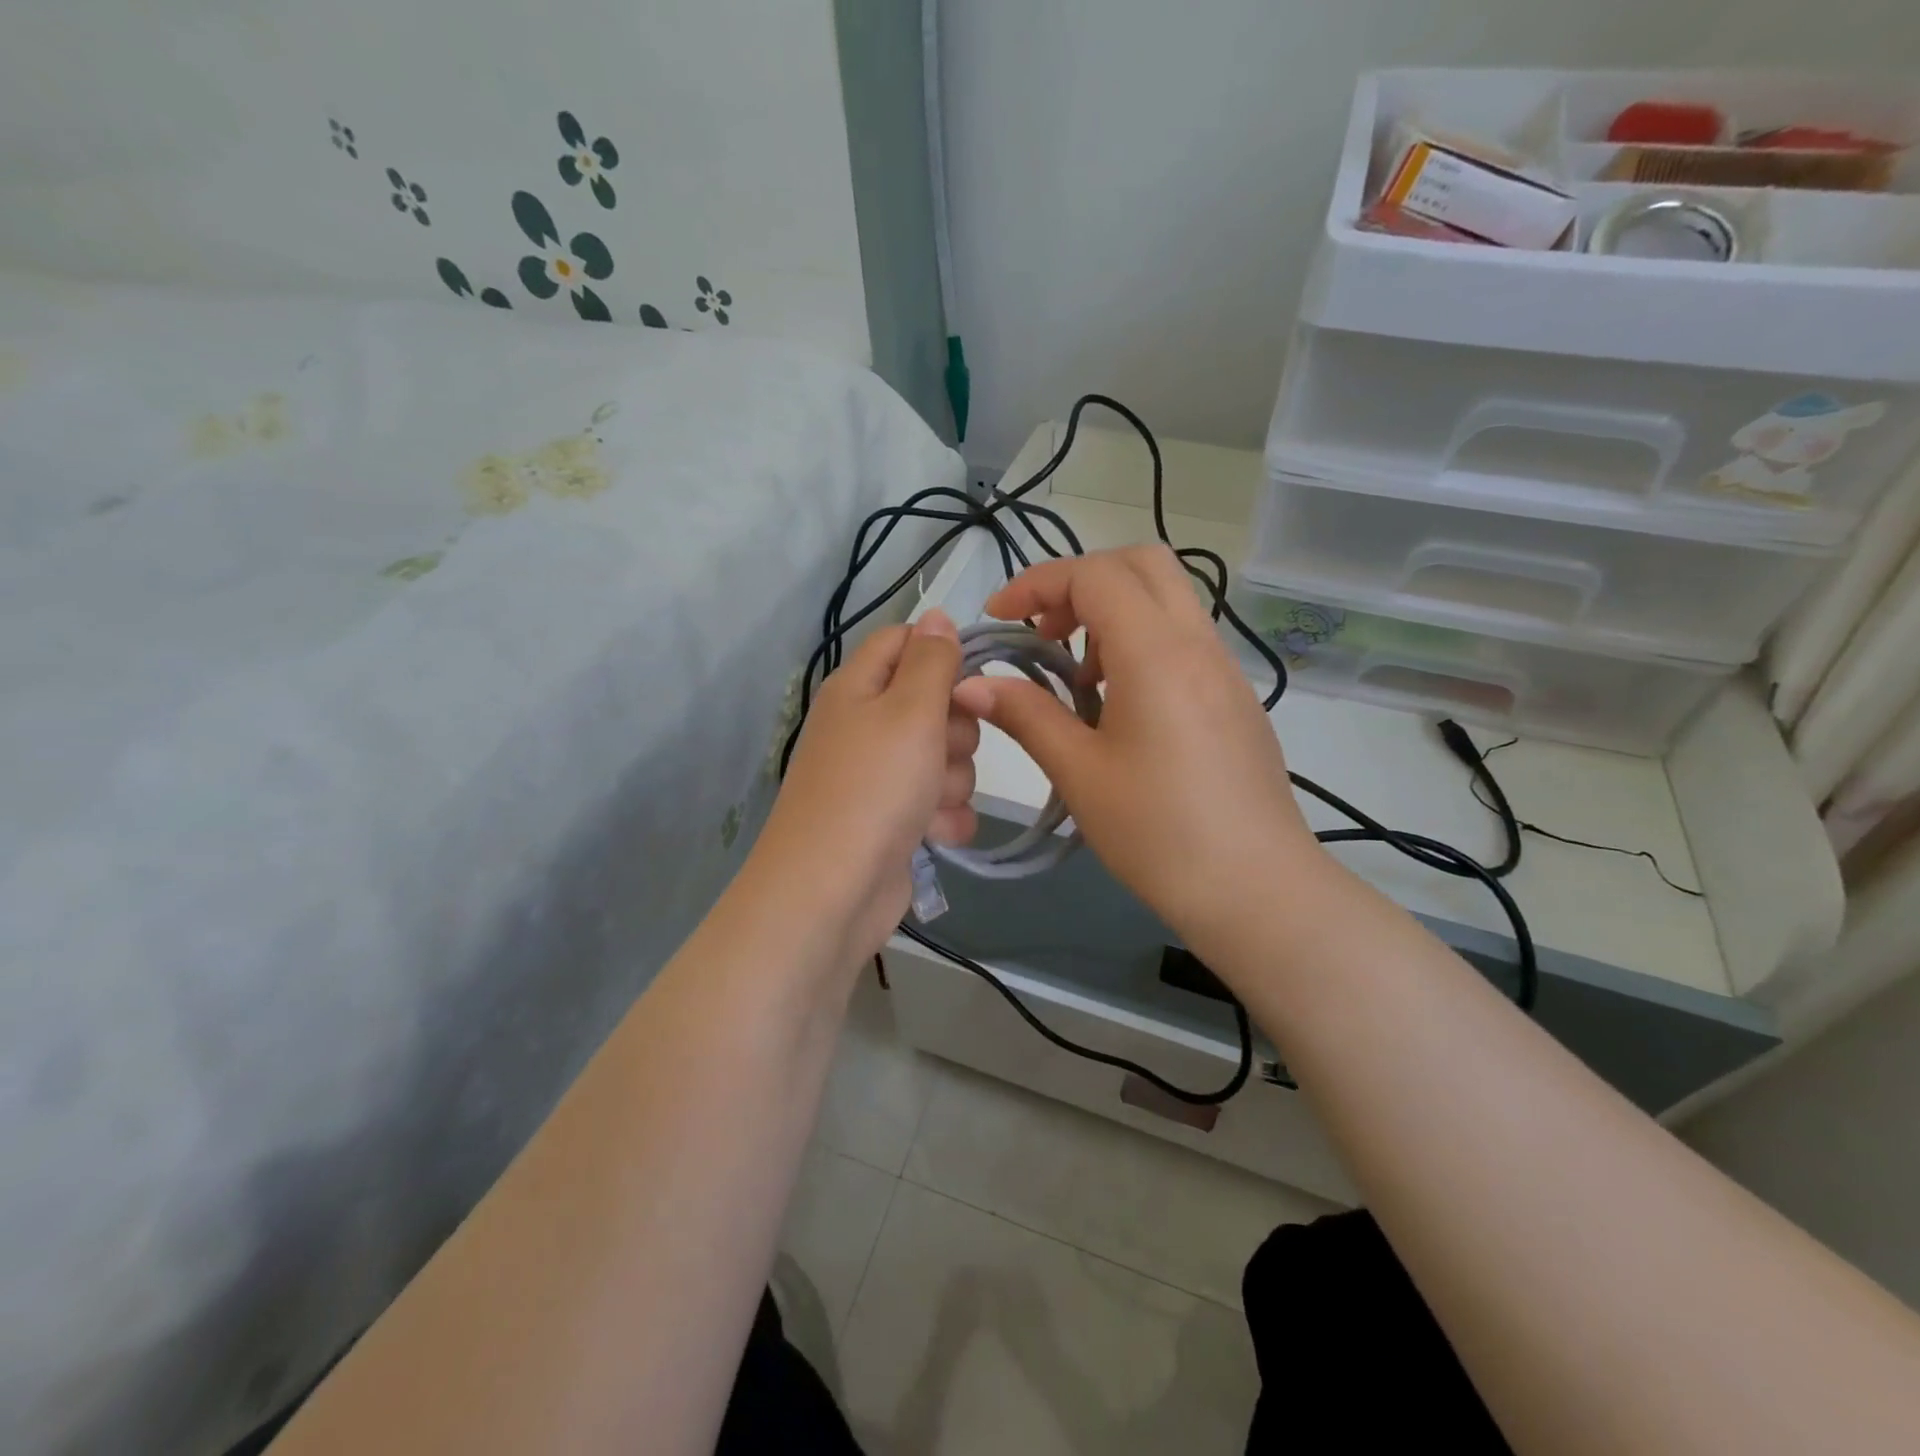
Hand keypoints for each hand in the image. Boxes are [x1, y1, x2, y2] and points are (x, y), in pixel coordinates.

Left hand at [748, 610, 978, 969]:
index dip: (943, 654)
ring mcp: (879, 777)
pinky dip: (944, 818)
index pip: (905, 641)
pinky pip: (939, 803)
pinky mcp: (895, 821)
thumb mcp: (910, 710)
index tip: (973, 678)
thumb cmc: (874, 787)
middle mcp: (866, 726)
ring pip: (945, 757)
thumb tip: (935, 614)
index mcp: (859, 687)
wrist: (833, 891)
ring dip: (952, 780)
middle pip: (935, 703)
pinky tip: (935, 835)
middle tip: (942, 749)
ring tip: (931, 803)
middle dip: (956, 730)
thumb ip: (931, 660)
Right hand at [950, 547, 1316, 943]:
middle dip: (1081, 583)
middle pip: (1142, 564)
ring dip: (1113, 614)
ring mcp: (1225, 669)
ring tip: (1079, 682)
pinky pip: (1185, 639)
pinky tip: (1121, 708)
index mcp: (1156, 652)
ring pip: (1168, 600)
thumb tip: (971, 684)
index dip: (1037, 583)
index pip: (1093, 574)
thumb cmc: (1158, 832)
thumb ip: (1025, 715)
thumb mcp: (1079, 772)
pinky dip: (1142, 643)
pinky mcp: (1236, 698)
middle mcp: (1197, 643)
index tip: (998, 619)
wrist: (1256, 889)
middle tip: (1045, 634)